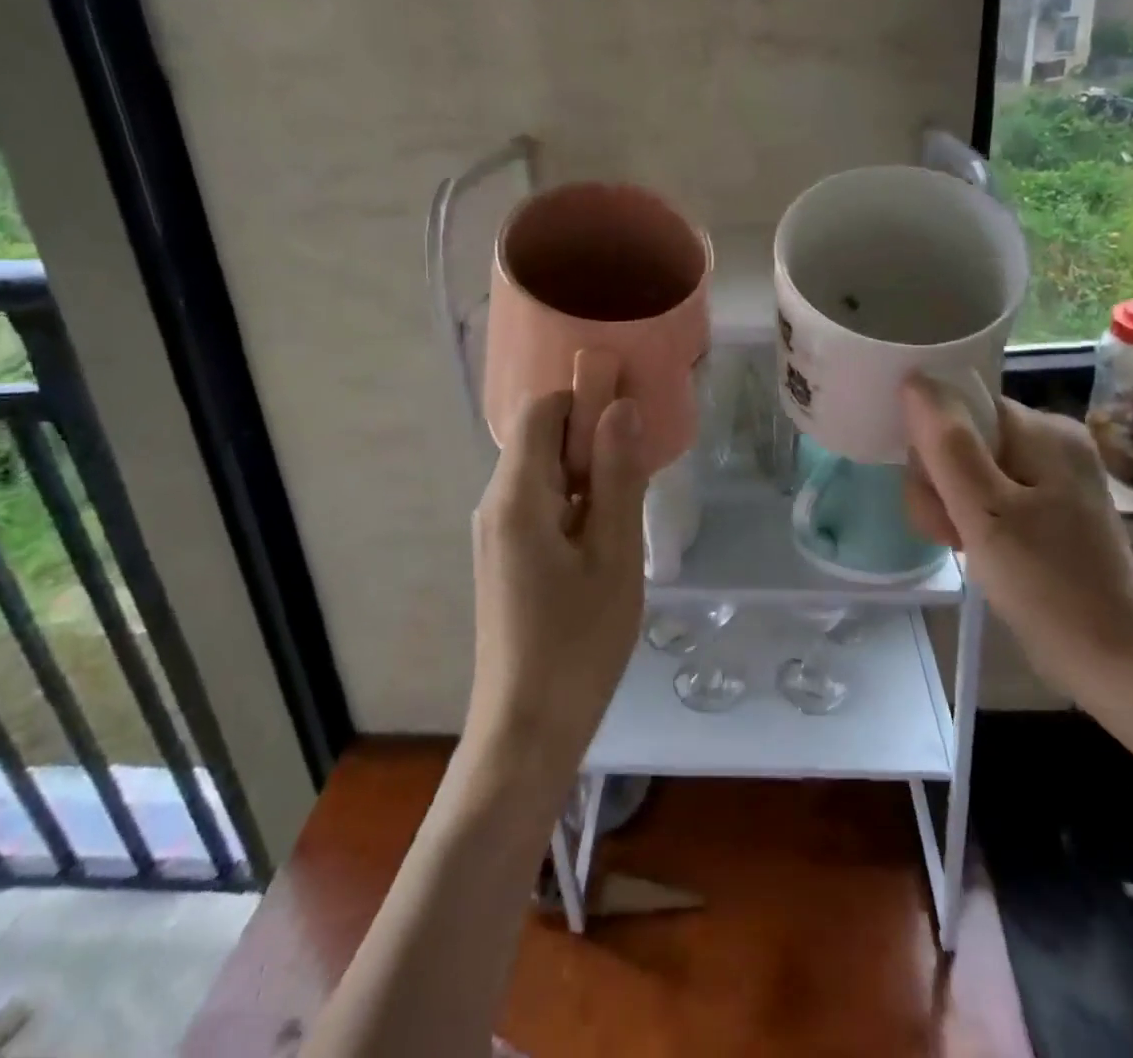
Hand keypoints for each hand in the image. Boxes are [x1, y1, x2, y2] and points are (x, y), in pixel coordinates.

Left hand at [465, 388, 648, 793]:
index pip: (541, 410)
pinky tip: (603, 541)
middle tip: (638, 477)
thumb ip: (618, 476)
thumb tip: (621, 407)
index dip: (584, 402)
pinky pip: (538, 505)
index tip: (629, 427)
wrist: (526, 729)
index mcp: (516, 495)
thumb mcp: (613, 555)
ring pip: (542, 473)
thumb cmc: (578, 642)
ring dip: (586, 476)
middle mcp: (495, 504)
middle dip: (589, 442)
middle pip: (539, 439)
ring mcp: (494, 533)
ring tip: (626, 514)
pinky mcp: (503, 557)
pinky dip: (573, 504)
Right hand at [900, 374, 1132, 703]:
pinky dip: (969, 516)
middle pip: (962, 436)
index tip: (934, 492)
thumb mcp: (985, 512)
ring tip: (958, 543)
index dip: (932, 443)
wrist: (1112, 659)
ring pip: (968, 467)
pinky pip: (988, 492)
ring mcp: (1051, 476)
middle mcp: (1051, 441)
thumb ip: (947, 444)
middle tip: (949, 529)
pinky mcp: (1047, 507)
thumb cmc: (1047, 584)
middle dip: (939, 481)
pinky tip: (971, 546)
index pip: (961, 406)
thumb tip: (915, 379)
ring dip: (948, 503)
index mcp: (1044, 430)